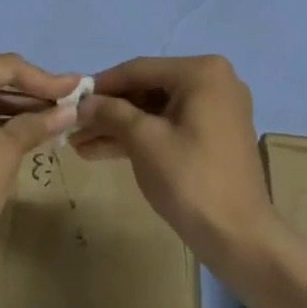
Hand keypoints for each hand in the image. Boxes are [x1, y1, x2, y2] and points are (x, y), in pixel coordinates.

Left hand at [0, 52, 80, 277]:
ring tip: (51, 113)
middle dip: (28, 87)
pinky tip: (23, 126)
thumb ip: (37, 123)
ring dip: (12, 101)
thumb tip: (71, 110)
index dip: (43, 77)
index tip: (77, 86)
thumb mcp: (6, 152)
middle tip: (65, 98)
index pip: (4, 66)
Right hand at [74, 55, 275, 261]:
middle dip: (108, 110)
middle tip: (72, 126)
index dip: (100, 85)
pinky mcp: (213, 137)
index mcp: (202, 73)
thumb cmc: (190, 178)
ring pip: (155, 111)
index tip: (68, 99)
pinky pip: (169, 127)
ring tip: (79, 144)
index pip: (138, 70)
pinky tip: (102, 151)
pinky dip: (139, 138)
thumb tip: (80, 103)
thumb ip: (109, 112)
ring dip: (118, 126)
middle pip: (147, 89)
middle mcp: (214, 83)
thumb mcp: (143, 139)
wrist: (238, 237)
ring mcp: (216, 111)